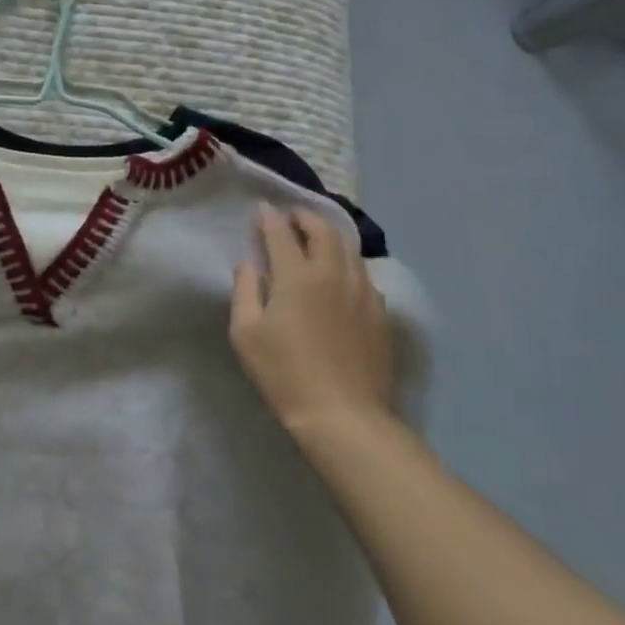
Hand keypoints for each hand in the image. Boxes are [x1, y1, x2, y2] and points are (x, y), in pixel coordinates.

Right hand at [230, 204, 393, 440]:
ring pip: (349, 249)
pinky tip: (341, 277)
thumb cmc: (284, 372)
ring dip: (330, 237)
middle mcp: (333, 274)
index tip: (262, 210)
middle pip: (323, 231)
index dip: (269, 218)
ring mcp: (362, 293)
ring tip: (317, 239)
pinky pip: (363, 274)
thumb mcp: (245, 333)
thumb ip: (245, 290)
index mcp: (297, 276)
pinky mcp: (380, 314)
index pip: (281, 233)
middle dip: (305, 218)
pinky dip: (348, 263)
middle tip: (292, 218)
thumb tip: (249, 264)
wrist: (343, 415)